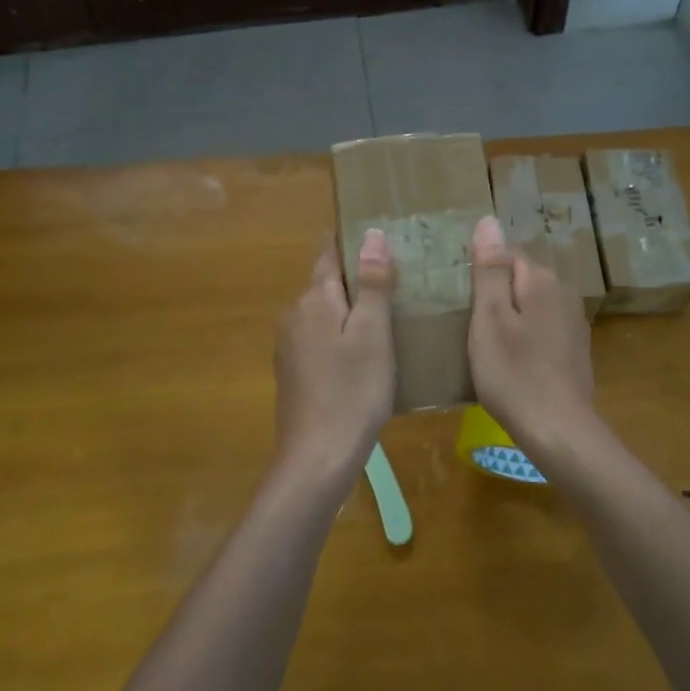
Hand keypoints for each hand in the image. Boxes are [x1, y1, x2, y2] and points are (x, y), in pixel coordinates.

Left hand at [272, 232, 395, 493]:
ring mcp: (289, 345)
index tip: (384, 236)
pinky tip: (364, 352)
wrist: (318, 456)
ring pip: (324, 313)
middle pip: (327, 283)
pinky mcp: (293, 371)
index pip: (330, 253)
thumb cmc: (353, 391)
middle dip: (358, 277)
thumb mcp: (374, 334)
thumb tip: (371, 234)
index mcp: (315, 299)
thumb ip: (373, 283)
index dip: (353, 242)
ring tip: (389, 314)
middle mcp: (294, 314)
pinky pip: (320, 338)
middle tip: (399, 278)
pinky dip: (341, 335)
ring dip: (350, 309)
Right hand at [467, 216, 595, 457]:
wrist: (558, 429)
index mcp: (542, 279)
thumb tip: (488, 221)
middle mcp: (564, 292)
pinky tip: (513, 361)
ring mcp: (574, 322)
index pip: (507, 254)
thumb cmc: (514, 373)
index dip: (481, 274)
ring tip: (487, 345)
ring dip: (511, 317)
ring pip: (532, 305)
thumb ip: (489, 269)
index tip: (464, 303)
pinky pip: (543, 328)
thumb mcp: (489, 319)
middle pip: (520, 279)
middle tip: (470, 326)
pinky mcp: (575, 348)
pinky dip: (526, 337)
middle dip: (496, 295)